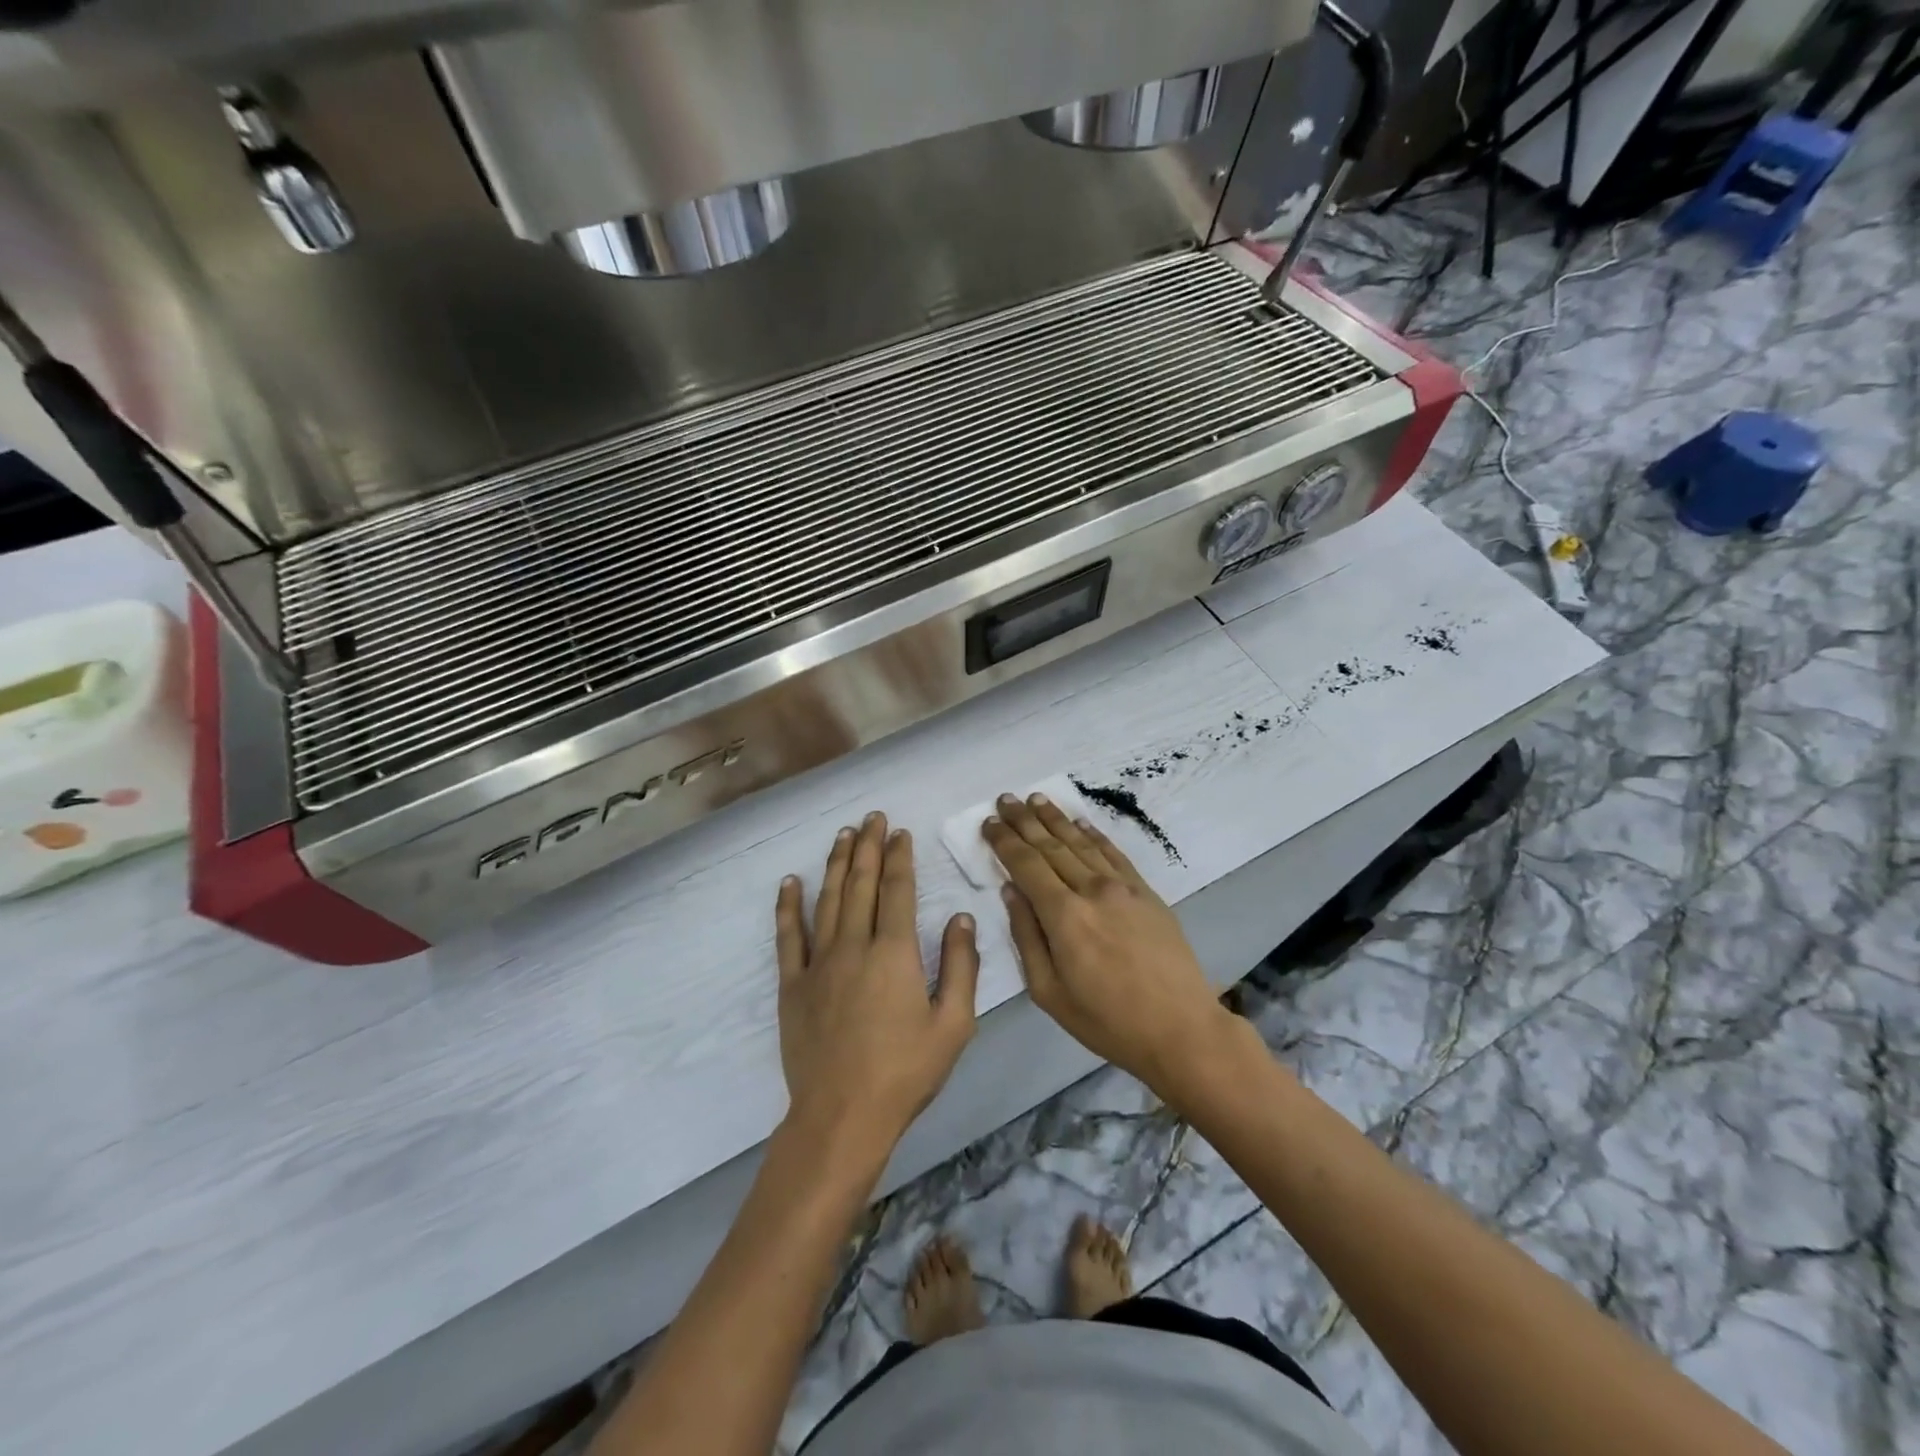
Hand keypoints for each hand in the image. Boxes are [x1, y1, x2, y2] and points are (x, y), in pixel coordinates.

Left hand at [775, 812, 979, 1164]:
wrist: (842, 1116)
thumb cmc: (905, 1072)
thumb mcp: (953, 1024)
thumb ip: (961, 966)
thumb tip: (962, 917)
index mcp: (895, 953)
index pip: (897, 890)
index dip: (899, 858)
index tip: (900, 833)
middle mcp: (854, 945)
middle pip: (861, 884)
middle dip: (868, 847)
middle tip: (873, 818)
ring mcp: (819, 963)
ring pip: (828, 899)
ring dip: (836, 864)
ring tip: (843, 835)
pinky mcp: (792, 984)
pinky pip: (789, 936)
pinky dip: (789, 906)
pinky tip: (791, 882)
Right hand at [983, 793, 1230, 1095]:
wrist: (1180, 1028)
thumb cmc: (1107, 1020)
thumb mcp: (1049, 992)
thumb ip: (1026, 937)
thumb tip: (1010, 891)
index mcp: (1064, 916)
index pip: (1026, 865)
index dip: (1005, 841)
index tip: (989, 822)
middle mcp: (1092, 891)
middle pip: (1051, 846)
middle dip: (1025, 821)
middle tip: (1006, 798)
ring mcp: (1123, 888)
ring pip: (1081, 843)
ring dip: (1056, 819)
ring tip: (1037, 799)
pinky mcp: (1146, 892)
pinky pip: (1114, 854)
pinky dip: (1094, 835)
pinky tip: (1080, 822)